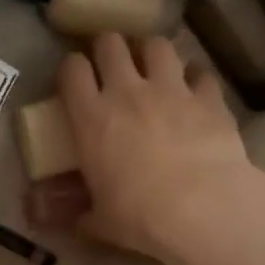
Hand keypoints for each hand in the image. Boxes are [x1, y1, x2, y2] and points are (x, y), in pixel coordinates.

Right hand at [35, 34, 264, 264]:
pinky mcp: (207, 97)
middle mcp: (127, 92)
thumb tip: (57, 219)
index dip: (72, 67)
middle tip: (112, 63)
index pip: (72, 70)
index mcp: (91, 117)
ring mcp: (170, 89)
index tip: (76, 78)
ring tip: (154, 66)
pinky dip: (196, 78)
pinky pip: (200, 73)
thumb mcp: (99, 220)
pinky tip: (196, 90)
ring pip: (156, 45)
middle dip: (109, 48)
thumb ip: (78, 211)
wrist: (201, 209)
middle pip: (111, 44)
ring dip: (152, 52)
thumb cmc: (139, 215)